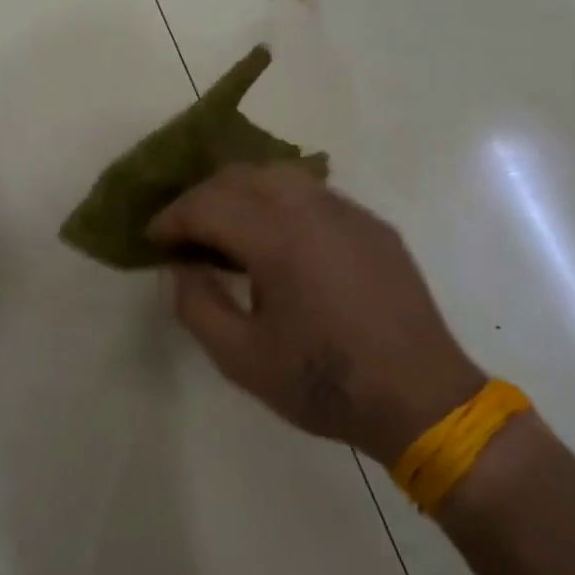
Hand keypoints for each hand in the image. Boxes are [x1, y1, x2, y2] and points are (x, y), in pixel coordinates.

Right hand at [150, 164, 484, 465]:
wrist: (422, 399)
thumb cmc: (324, 383)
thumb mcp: (241, 359)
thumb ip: (197, 305)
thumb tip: (184, 268)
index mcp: (277, 237)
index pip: (207, 204)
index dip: (171, 218)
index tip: (153, 241)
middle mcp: (311, 208)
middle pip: (239, 176)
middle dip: (201, 199)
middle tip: (183, 236)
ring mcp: (347, 211)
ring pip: (278, 174)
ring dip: (240, 193)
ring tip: (226, 231)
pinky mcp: (372, 225)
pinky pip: (312, 193)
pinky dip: (278, 201)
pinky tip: (277, 240)